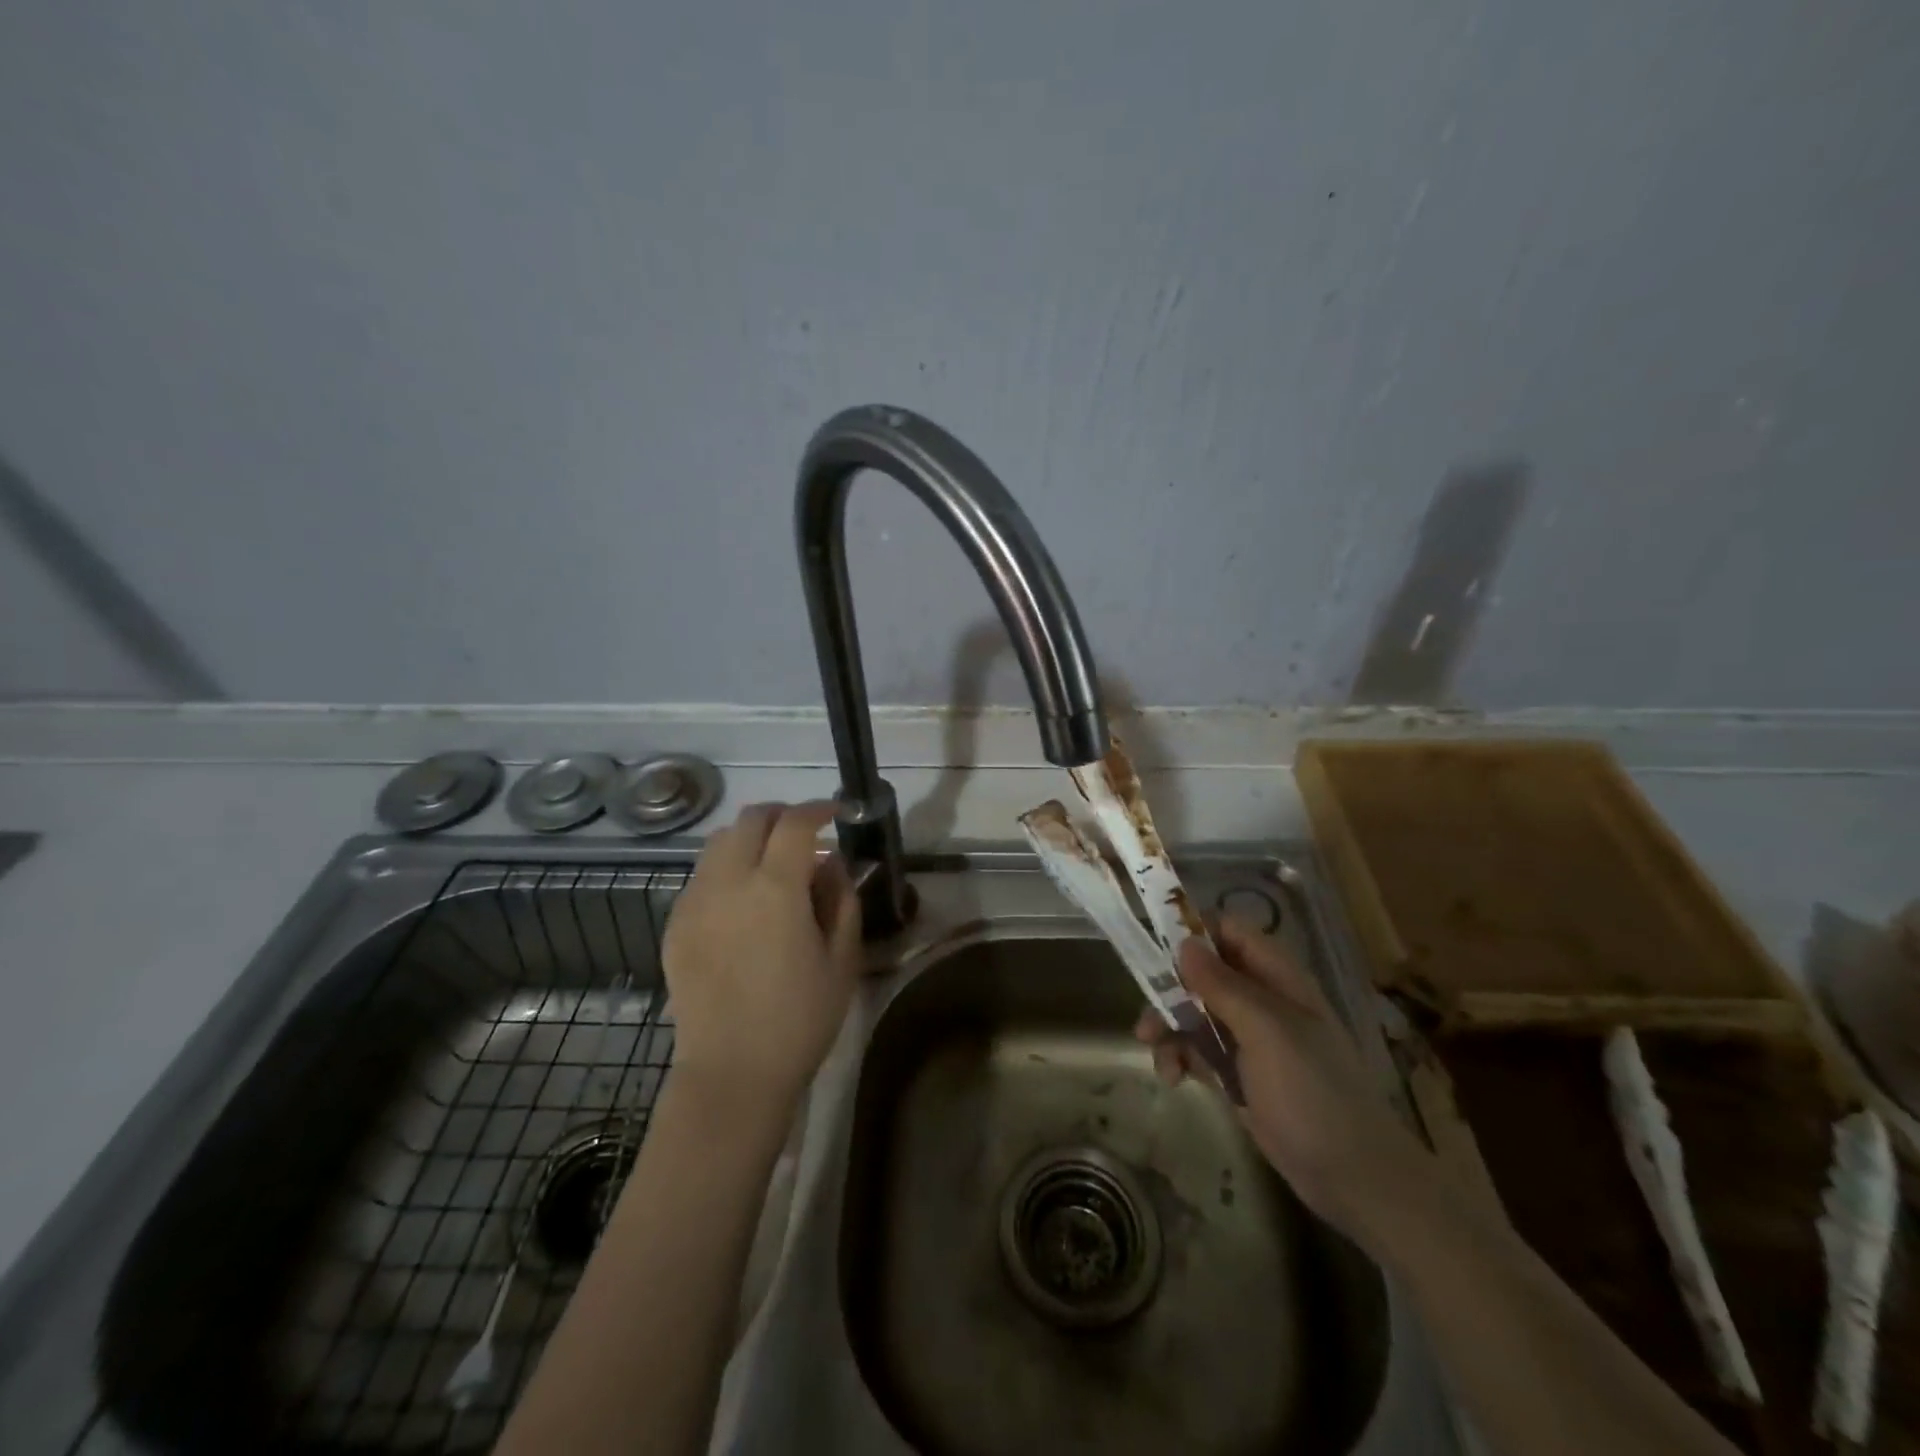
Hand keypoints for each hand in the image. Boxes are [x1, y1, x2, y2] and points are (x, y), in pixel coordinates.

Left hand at [662, 802, 862, 1105]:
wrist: (733, 1072)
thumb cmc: (800, 1019)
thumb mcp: (841, 958)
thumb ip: (841, 899)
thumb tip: (832, 861)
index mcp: (775, 889)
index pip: (794, 823)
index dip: (818, 809)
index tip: (835, 814)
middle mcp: (728, 883)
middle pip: (750, 819)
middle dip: (781, 815)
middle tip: (804, 835)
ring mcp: (695, 901)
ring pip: (719, 842)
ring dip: (750, 838)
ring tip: (772, 864)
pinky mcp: (676, 924)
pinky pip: (702, 876)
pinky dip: (726, 868)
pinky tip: (743, 901)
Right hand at [1135, 917, 1433, 1245]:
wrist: (1352, 1177)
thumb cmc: (1313, 1093)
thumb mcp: (1267, 1032)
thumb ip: (1224, 986)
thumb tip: (1184, 943)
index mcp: (1277, 978)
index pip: (1230, 931)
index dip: (1194, 934)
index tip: (1156, 952)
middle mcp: (1262, 999)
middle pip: (1203, 973)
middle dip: (1170, 992)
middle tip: (1147, 1019)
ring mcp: (1250, 1038)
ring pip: (1195, 1012)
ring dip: (1170, 1029)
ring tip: (1157, 1057)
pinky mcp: (1239, 1073)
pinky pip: (1199, 1049)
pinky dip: (1181, 1057)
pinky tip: (1173, 1078)